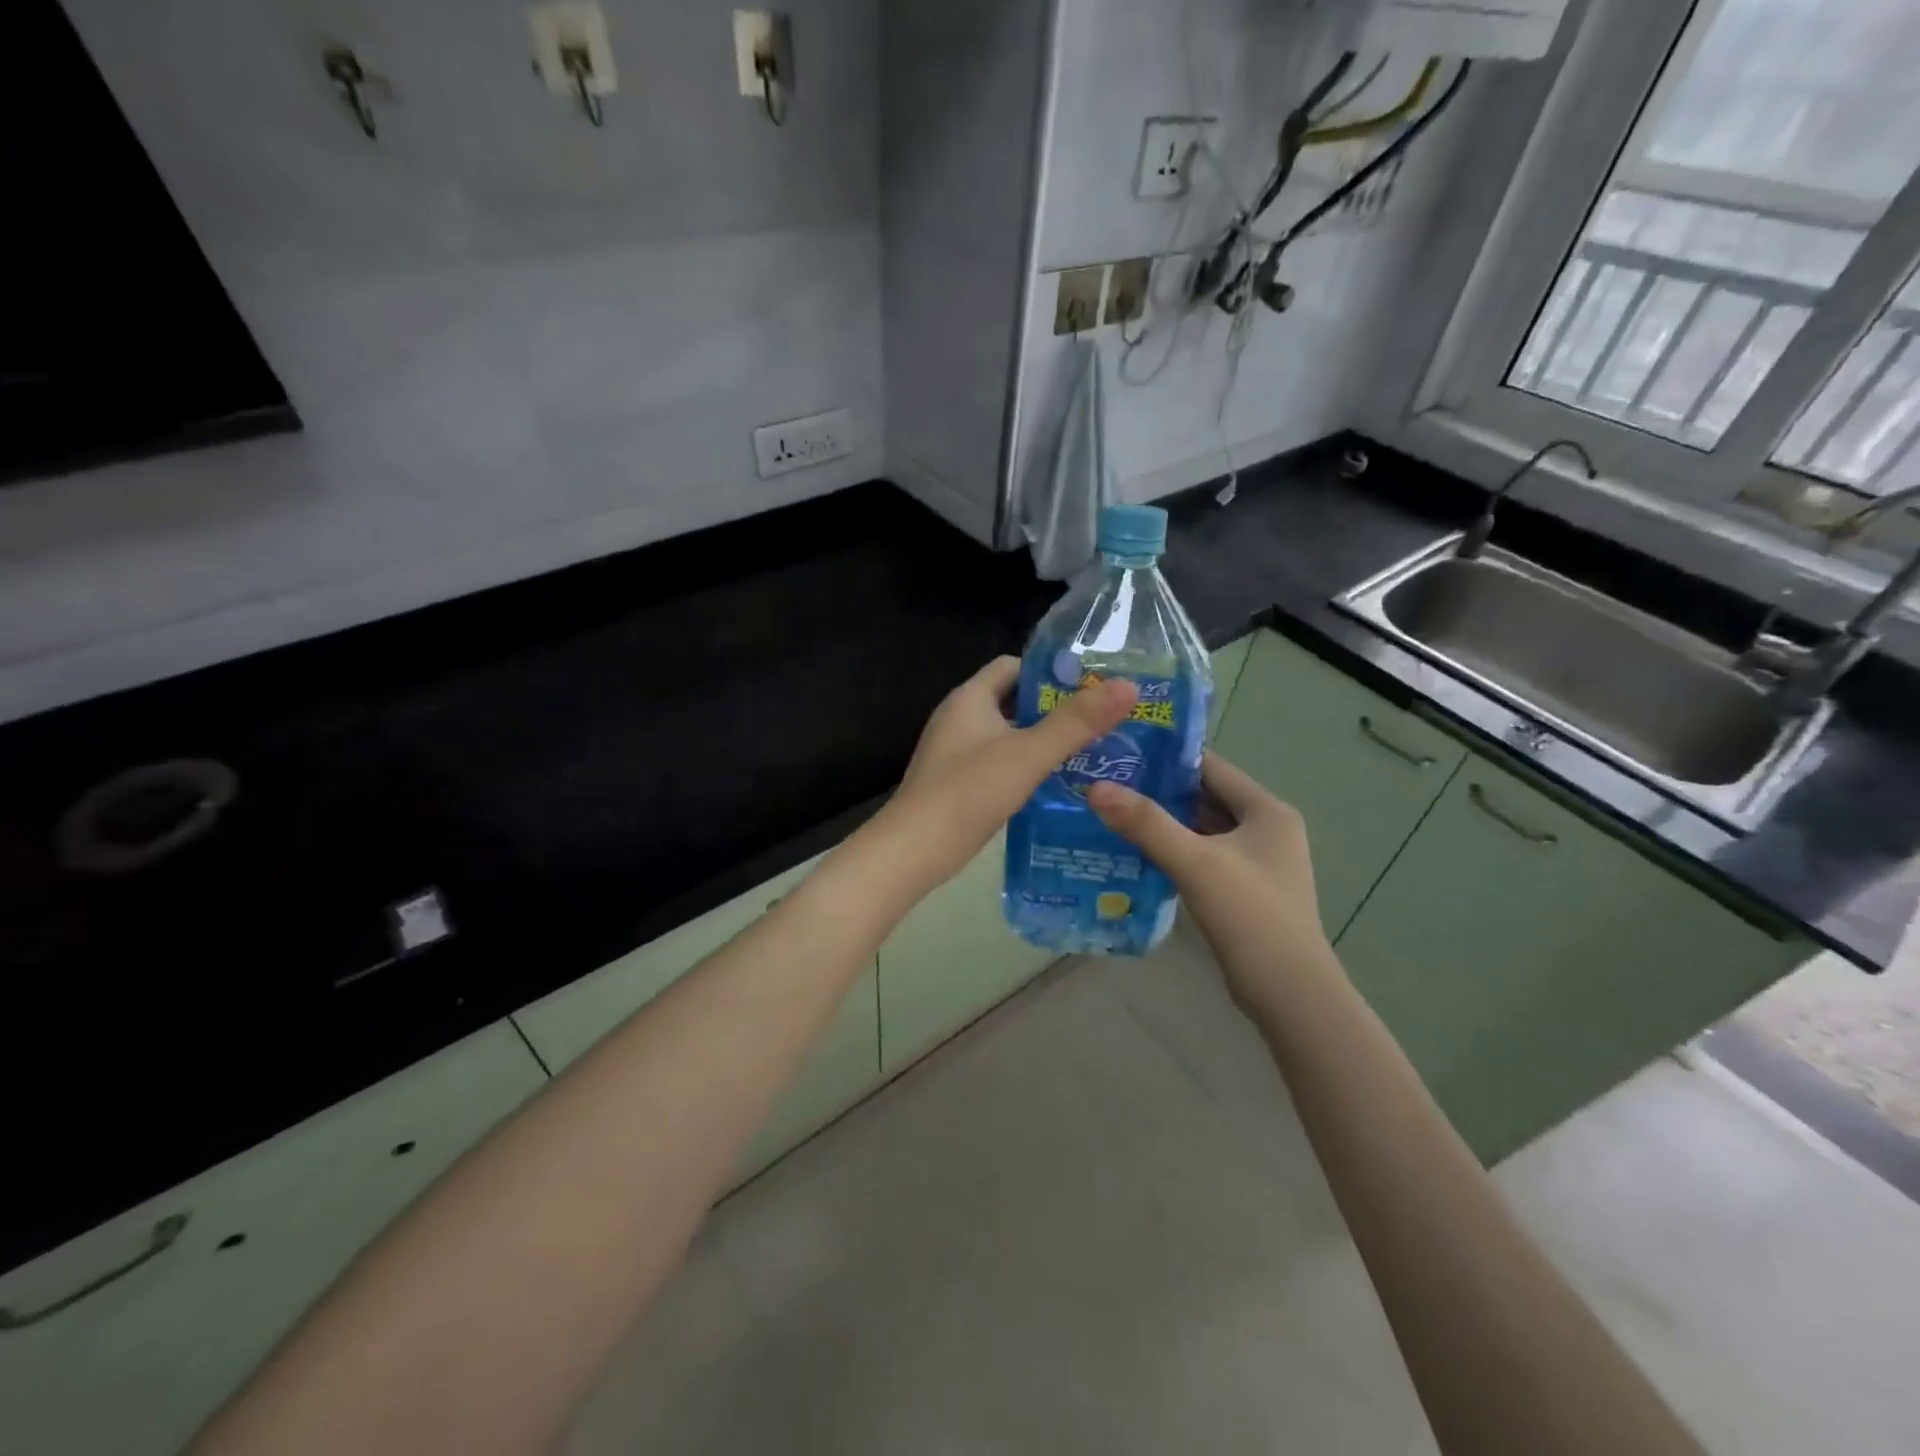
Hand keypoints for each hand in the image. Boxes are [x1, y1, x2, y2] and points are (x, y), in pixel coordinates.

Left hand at [860, 656, 1136, 901]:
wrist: (914, 849)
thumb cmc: (969, 791)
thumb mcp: (1029, 753)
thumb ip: (1076, 722)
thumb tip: (1128, 687)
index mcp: (970, 698)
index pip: (1013, 665)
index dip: (1050, 671)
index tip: (1090, 687)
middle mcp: (959, 717)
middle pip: (1012, 700)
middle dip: (1053, 708)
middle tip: (1098, 722)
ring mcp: (954, 752)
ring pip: (1006, 734)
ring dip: (1040, 740)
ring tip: (1087, 753)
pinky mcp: (956, 782)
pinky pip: (997, 762)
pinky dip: (1024, 766)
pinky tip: (1053, 785)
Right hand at [1087, 753, 1331, 1007]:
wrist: (1289, 993)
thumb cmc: (1250, 915)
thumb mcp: (1195, 862)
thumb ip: (1146, 823)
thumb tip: (1095, 787)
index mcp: (1267, 811)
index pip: (1211, 767)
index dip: (1167, 758)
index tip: (1122, 754)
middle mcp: (1267, 829)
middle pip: (1205, 797)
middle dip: (1159, 792)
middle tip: (1108, 785)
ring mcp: (1256, 862)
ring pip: (1201, 829)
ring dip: (1163, 824)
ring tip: (1112, 814)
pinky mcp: (1244, 889)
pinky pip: (1202, 857)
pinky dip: (1173, 851)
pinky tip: (1136, 854)